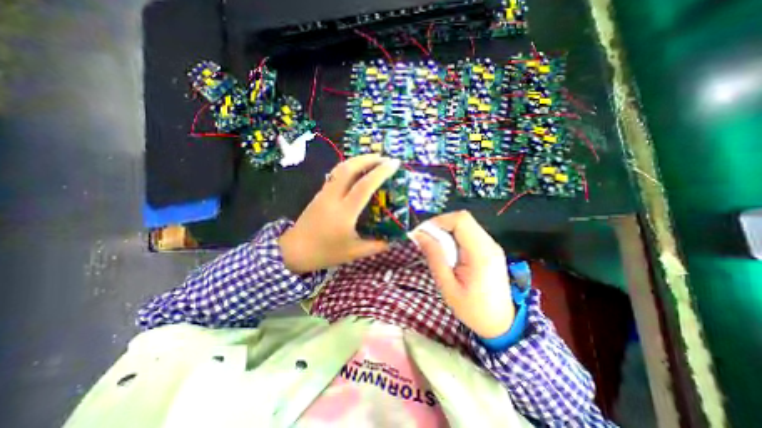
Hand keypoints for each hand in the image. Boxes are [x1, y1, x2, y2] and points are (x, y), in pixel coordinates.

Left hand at [277, 156, 400, 272]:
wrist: (294, 251)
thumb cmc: (325, 253)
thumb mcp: (354, 252)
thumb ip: (377, 246)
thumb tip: (394, 240)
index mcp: (345, 212)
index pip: (365, 186)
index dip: (381, 172)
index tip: (395, 164)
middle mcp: (333, 197)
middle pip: (350, 168)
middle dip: (369, 159)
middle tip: (384, 158)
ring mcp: (324, 193)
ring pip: (340, 168)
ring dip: (358, 160)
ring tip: (373, 160)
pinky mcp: (320, 193)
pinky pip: (336, 174)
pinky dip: (349, 167)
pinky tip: (357, 171)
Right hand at [415, 210, 514, 336]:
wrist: (501, 323)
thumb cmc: (473, 309)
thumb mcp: (447, 286)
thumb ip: (434, 257)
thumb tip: (419, 235)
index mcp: (481, 253)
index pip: (461, 220)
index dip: (439, 221)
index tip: (423, 233)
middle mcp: (489, 244)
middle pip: (463, 219)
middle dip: (440, 225)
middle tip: (426, 241)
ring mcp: (491, 245)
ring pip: (465, 224)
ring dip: (446, 231)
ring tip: (436, 248)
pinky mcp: (489, 249)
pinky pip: (468, 233)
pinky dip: (453, 237)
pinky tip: (448, 252)